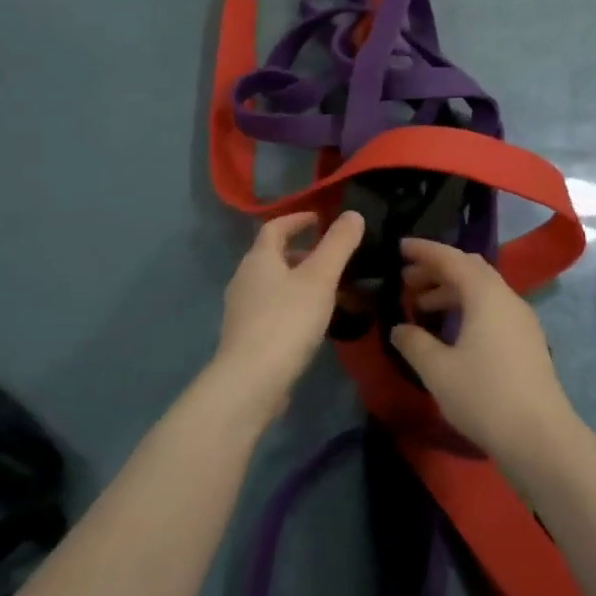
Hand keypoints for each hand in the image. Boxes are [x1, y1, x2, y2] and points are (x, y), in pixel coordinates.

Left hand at [212, 210, 364, 422]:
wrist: (251, 381)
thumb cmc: (287, 321)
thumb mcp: (320, 278)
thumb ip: (338, 244)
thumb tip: (353, 214)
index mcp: (259, 259)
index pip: (275, 227)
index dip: (297, 219)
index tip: (319, 219)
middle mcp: (245, 278)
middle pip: (273, 256)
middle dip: (303, 253)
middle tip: (332, 259)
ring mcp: (242, 309)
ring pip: (274, 284)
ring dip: (300, 281)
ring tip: (331, 292)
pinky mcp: (246, 337)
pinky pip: (273, 309)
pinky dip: (294, 305)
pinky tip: (313, 323)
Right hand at [391, 238, 578, 468]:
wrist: (541, 438)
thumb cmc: (484, 396)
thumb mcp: (438, 370)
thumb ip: (414, 343)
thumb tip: (400, 328)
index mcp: (485, 294)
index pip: (451, 258)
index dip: (424, 250)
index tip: (399, 247)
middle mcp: (507, 298)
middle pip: (469, 269)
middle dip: (436, 270)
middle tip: (406, 281)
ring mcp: (521, 320)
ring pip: (482, 290)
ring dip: (450, 291)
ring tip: (421, 308)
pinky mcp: (527, 341)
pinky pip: (492, 308)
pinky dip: (467, 308)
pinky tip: (450, 332)